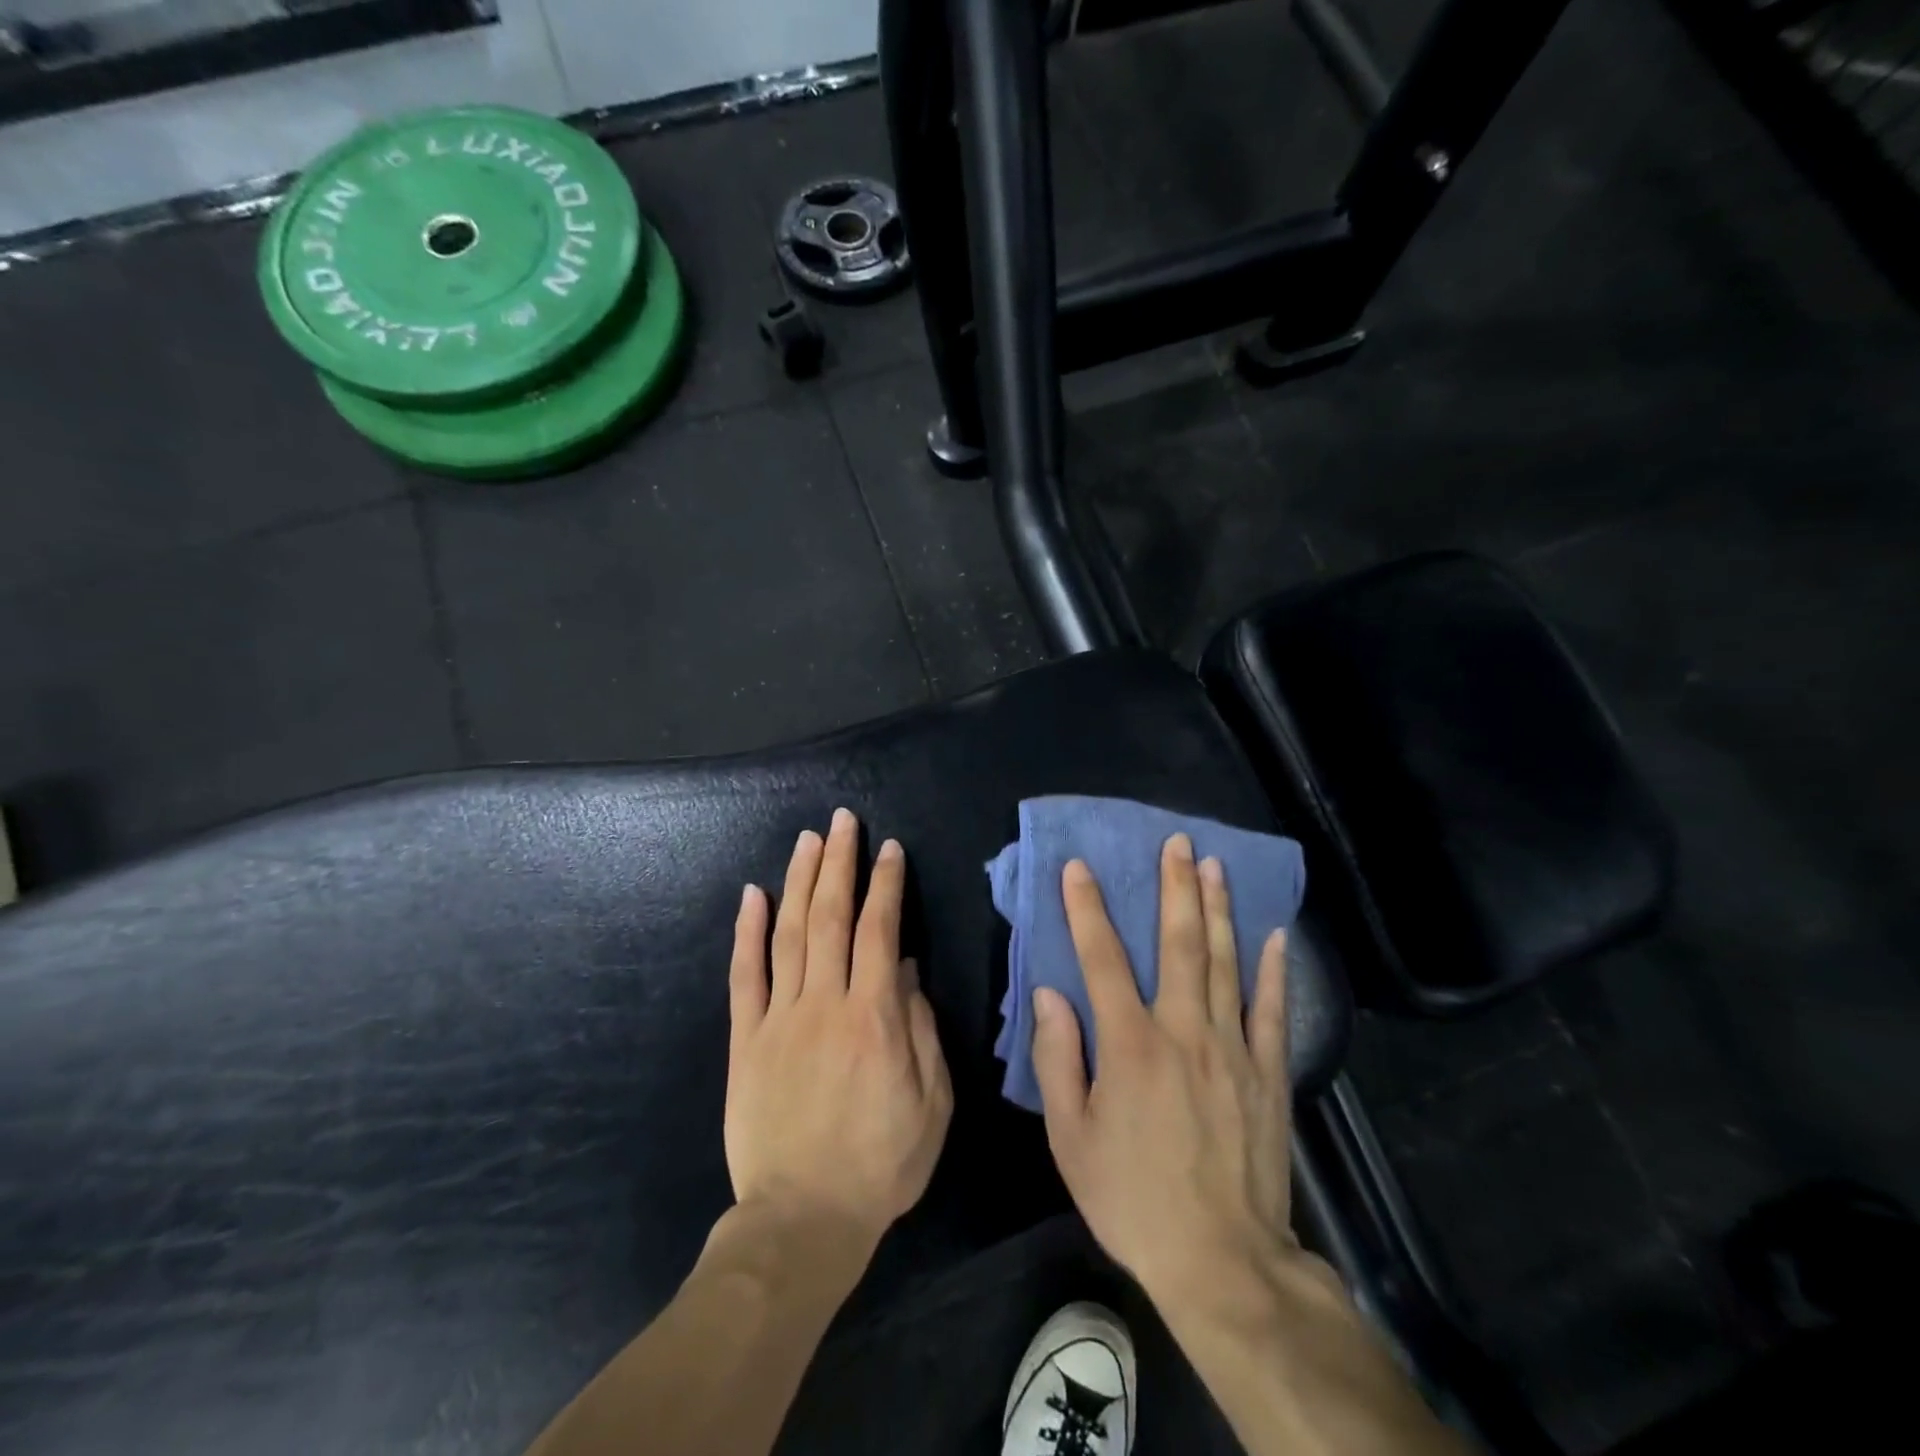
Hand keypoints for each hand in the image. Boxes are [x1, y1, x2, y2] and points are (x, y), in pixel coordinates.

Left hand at [726, 809, 952, 1254]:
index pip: (880, 931)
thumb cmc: (881, 1163)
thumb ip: (921, 1030)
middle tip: (842, 821)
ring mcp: (780, 1019)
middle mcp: (825, 1004)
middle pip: (830, 918)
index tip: (889, 849)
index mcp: (874, 1017)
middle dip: (839, 863)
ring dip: (799, 881)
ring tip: (808, 839)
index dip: (886, 884)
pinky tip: (752, 894)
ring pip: (787, 934)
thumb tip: (907, 969)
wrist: (802, 1220)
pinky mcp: (746, 1041)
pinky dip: (747, 932)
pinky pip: (744, 977)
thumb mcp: (931, 1103)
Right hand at [1030, 833, 1292, 1308]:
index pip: (1102, 958)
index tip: (1079, 866)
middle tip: (1177, 843)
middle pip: (1178, 945)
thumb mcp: (1071, 1137)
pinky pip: (1271, 1009)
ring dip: (1218, 910)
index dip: (1087, 908)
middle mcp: (1183, 1031)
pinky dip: (1274, 969)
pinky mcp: (1268, 1073)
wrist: (1222, 1259)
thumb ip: (1058, 1059)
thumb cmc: (1132, 1197)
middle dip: (1175, 888)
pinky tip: (1276, 934)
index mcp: (1130, 1045)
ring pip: (1225, 963)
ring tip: (1215, 866)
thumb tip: (1050, 993)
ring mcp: (1232, 1049)